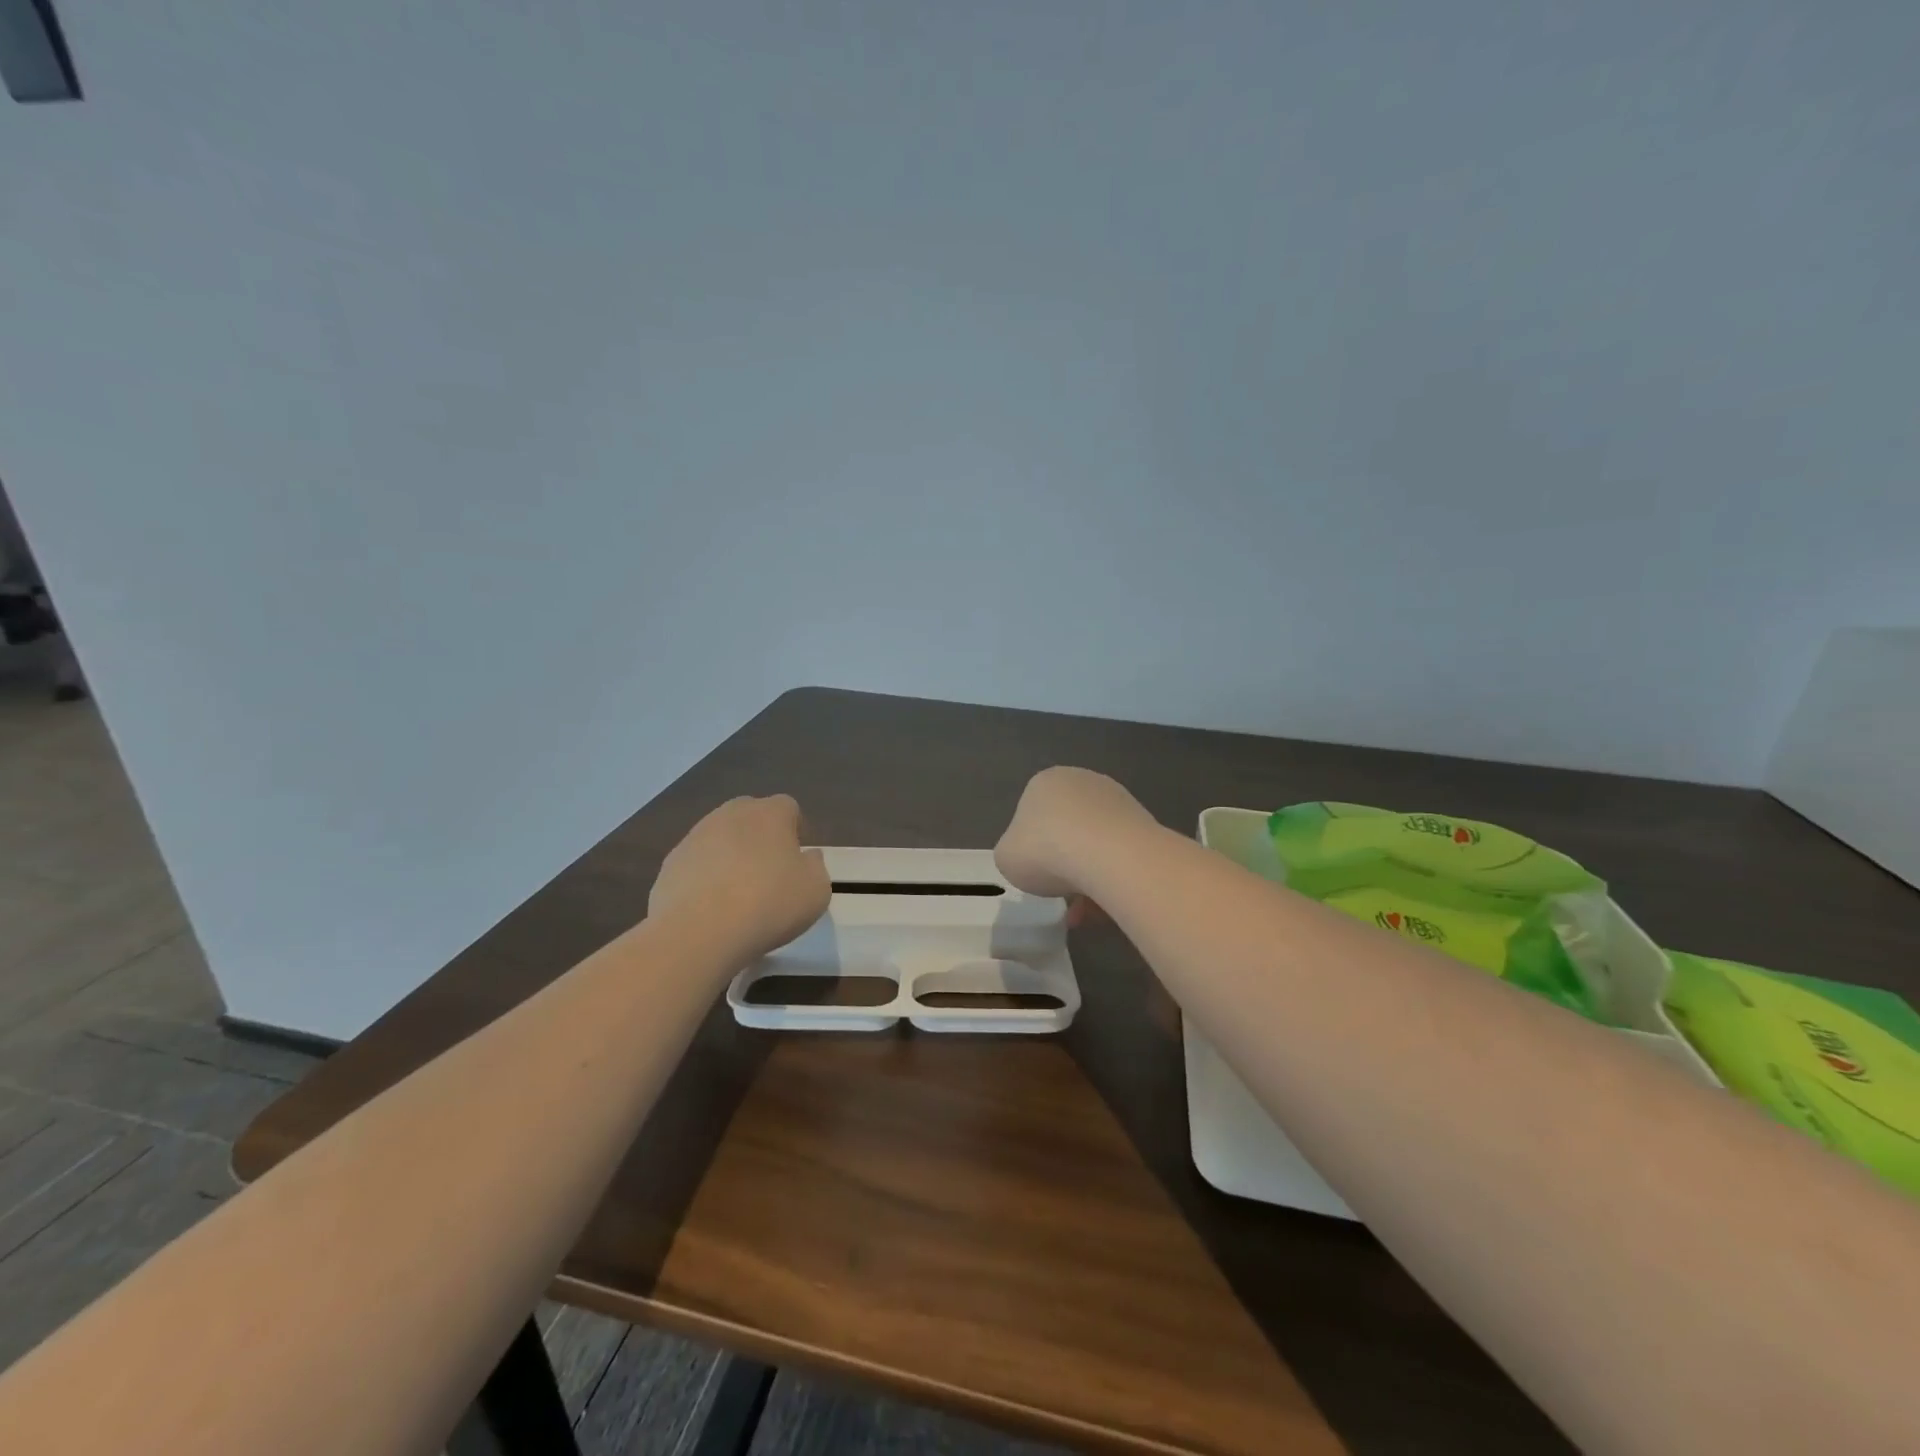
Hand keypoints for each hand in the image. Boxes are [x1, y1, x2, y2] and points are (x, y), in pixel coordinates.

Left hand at [650, 795, 830, 958]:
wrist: (699, 932)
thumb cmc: (769, 904)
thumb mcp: (816, 890)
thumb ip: (815, 867)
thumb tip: (806, 858)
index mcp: (769, 813)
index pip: (788, 808)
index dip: (796, 831)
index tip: (798, 860)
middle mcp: (731, 814)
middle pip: (750, 816)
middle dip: (761, 838)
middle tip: (770, 874)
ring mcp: (695, 837)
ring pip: (720, 839)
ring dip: (731, 857)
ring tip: (738, 896)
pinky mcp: (670, 864)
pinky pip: (696, 865)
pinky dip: (705, 879)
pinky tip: (711, 909)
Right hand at [994, 767, 1156, 900]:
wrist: (1109, 856)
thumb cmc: (1045, 851)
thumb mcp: (1006, 857)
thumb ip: (1013, 853)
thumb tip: (1031, 858)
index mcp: (1045, 782)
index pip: (1031, 813)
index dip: (1031, 848)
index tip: (1034, 874)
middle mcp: (1083, 782)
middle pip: (1066, 829)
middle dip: (1063, 865)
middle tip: (1059, 895)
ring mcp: (1118, 800)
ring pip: (1095, 846)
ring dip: (1088, 879)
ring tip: (1084, 915)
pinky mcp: (1145, 823)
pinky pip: (1120, 856)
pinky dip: (1111, 881)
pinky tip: (1105, 910)